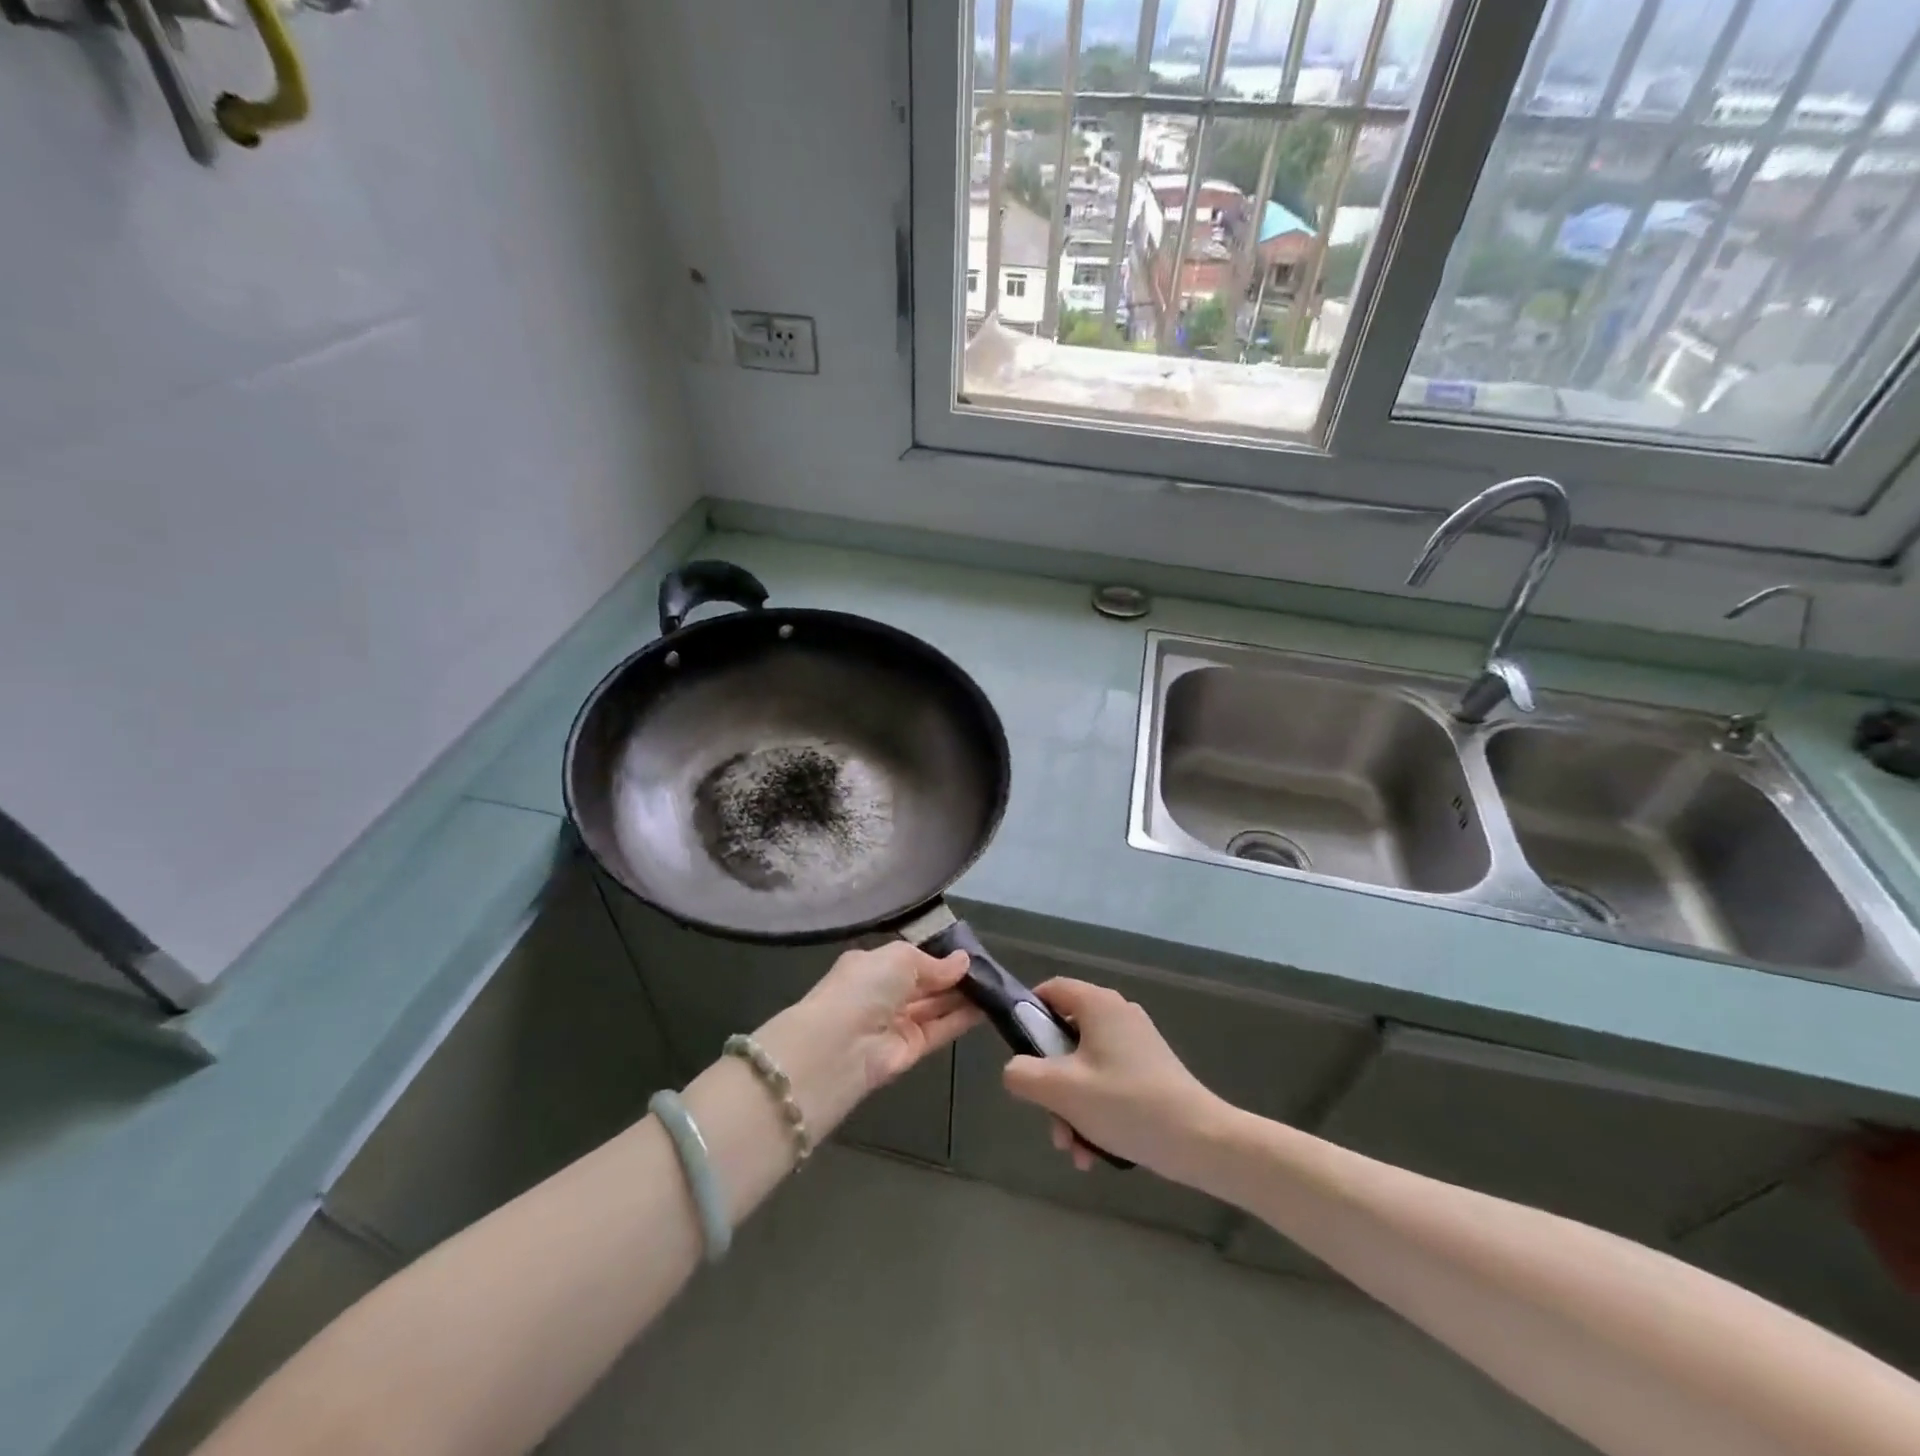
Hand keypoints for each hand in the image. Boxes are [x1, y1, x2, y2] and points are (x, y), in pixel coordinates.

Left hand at [755, 943, 980, 1133]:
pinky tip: (987, 1006)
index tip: (968, 952)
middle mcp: (883, 993)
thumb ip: (934, 962)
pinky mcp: (911, 1050)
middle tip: (989, 968)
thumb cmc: (864, 988)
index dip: (937, 956)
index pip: (909, 959)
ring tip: (995, 984)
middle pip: (925, 983)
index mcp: (872, 966)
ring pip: (935, 1005)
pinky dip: (962, 1017)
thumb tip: (963, 961)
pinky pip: (941, 1029)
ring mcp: (897, 1022)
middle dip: (953, 976)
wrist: (839, 1046)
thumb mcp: (899, 958)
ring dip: (962, 996)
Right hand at [1001, 978, 1228, 1182]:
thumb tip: (1014, 1070)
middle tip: (1049, 1118)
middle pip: (1065, 1036)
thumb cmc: (1125, 1104)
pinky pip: (1108, 1082)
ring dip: (1071, 1106)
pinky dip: (1095, 1111)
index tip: (1019, 1054)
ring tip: (1074, 1149)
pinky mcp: (1150, 1071)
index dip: (1027, 1016)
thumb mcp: (1060, 1090)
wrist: (1201, 1141)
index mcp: (1097, 1003)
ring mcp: (1136, 1043)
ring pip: (1084, 1067)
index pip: (1050, 990)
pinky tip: (1094, 1153)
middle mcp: (1117, 1014)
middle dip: (1050, 1083)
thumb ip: (1022, 1074)